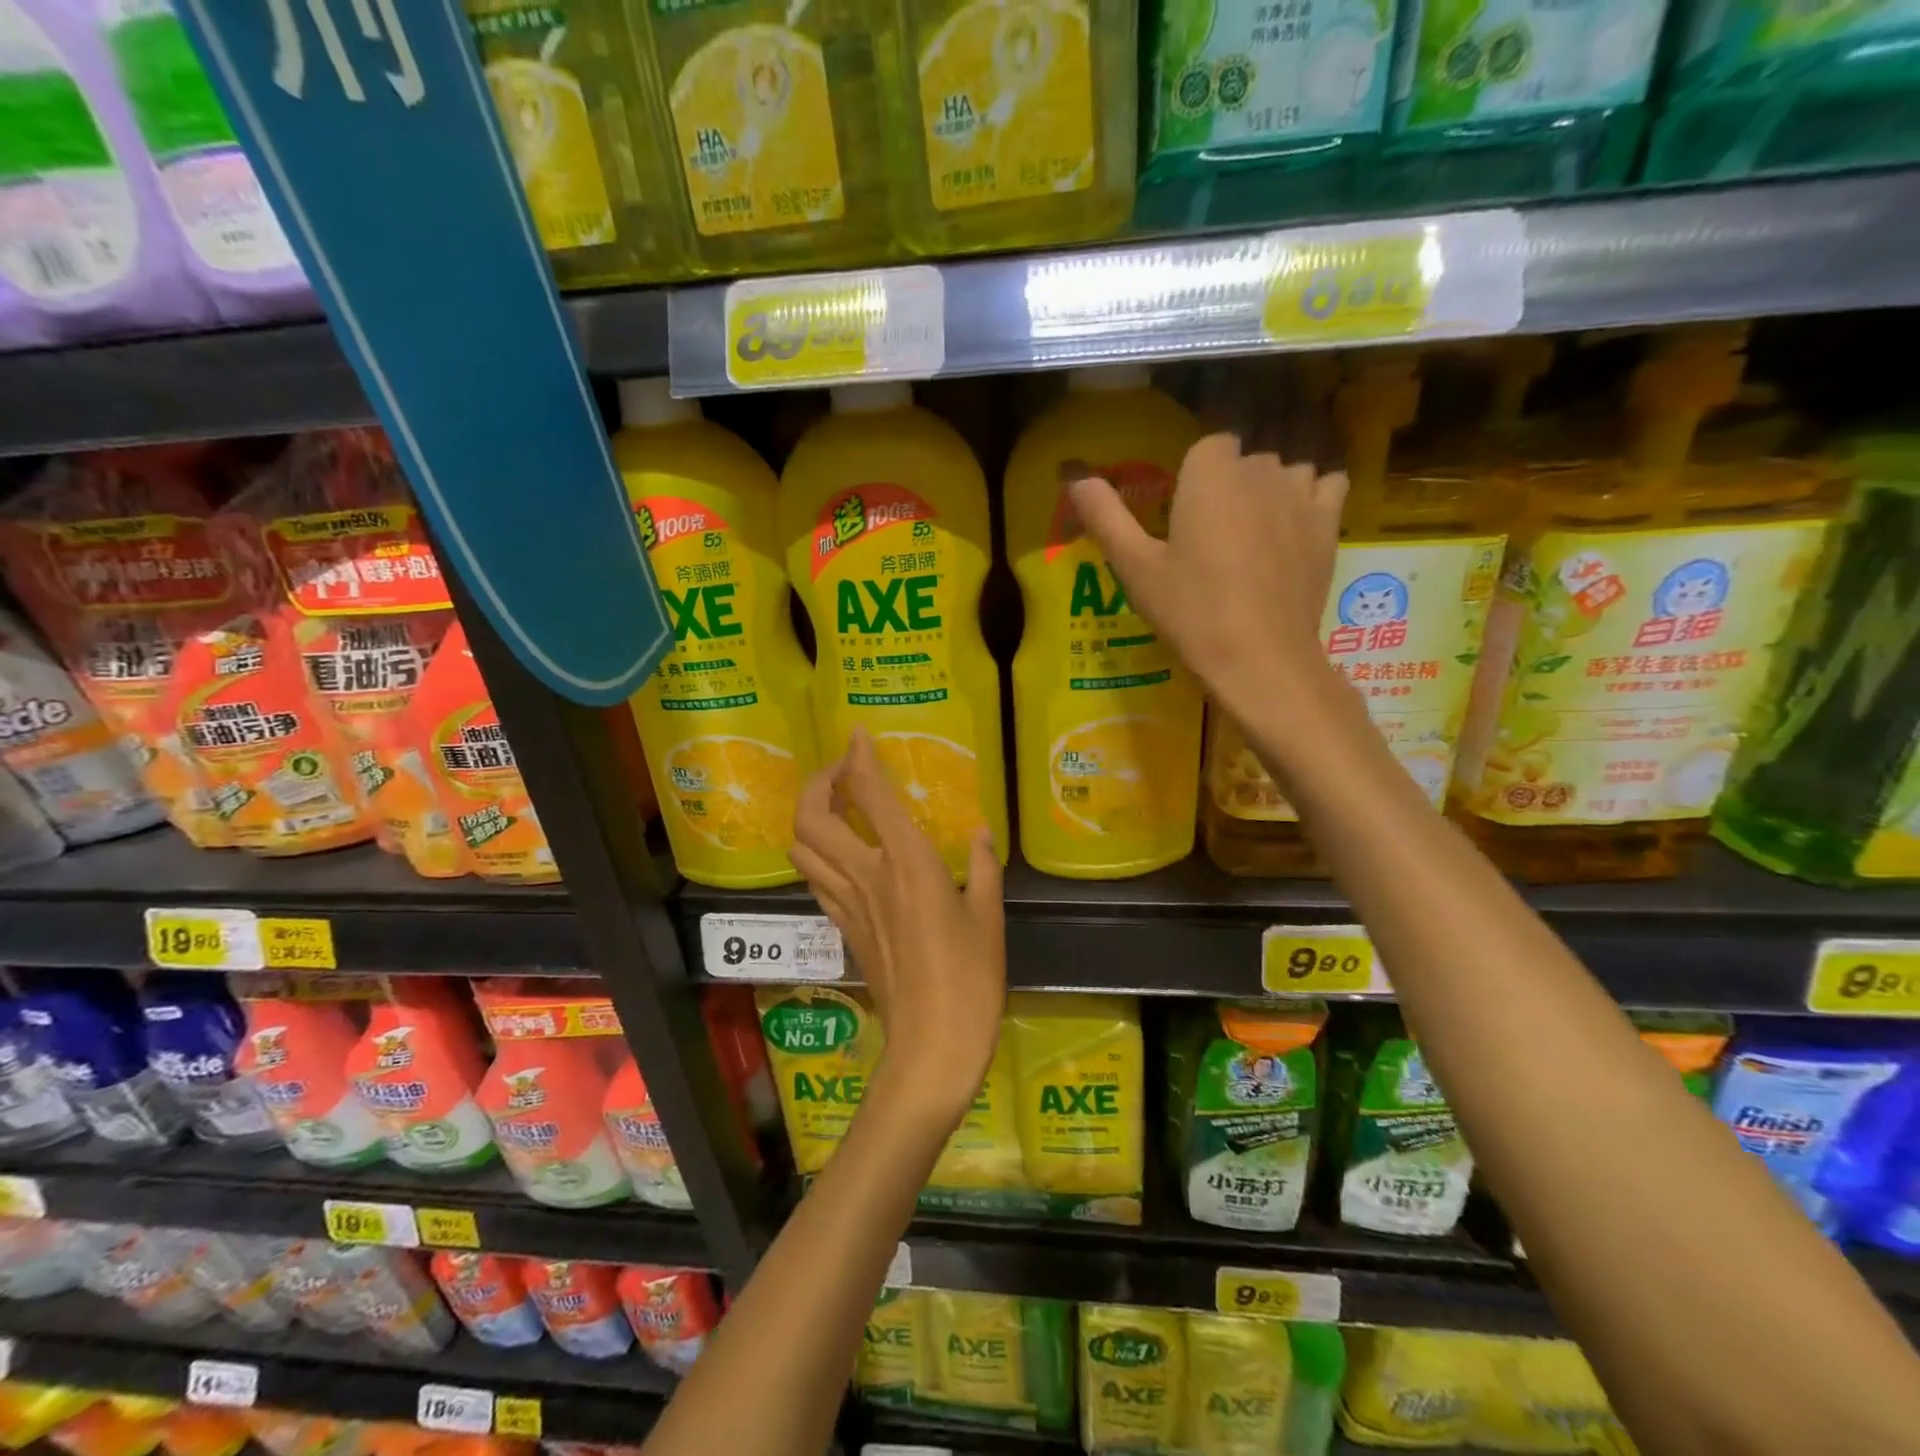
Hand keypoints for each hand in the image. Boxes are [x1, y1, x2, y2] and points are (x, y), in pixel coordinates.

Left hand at [788, 728, 1005, 1130]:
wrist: (931, 1046)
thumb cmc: (971, 979)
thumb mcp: (987, 916)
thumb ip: (981, 865)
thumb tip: (978, 829)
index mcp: (907, 864)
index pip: (870, 795)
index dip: (859, 757)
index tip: (858, 734)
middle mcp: (867, 875)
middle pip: (811, 818)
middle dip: (817, 783)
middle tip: (839, 771)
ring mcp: (847, 904)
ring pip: (802, 848)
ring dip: (809, 816)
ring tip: (834, 805)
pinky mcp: (842, 928)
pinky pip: (815, 878)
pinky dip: (818, 852)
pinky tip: (842, 853)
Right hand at [1068, 433, 1346, 725]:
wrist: (1258, 657)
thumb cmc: (1189, 610)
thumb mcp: (1134, 566)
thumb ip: (1105, 514)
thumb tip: (1071, 474)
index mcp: (1210, 473)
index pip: (1207, 446)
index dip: (1194, 478)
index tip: (1183, 516)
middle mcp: (1260, 469)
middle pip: (1244, 459)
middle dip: (1228, 485)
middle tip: (1208, 539)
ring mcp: (1301, 493)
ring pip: (1284, 471)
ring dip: (1268, 490)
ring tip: (1250, 536)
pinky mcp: (1329, 522)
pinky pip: (1326, 485)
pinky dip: (1311, 497)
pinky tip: (1293, 527)